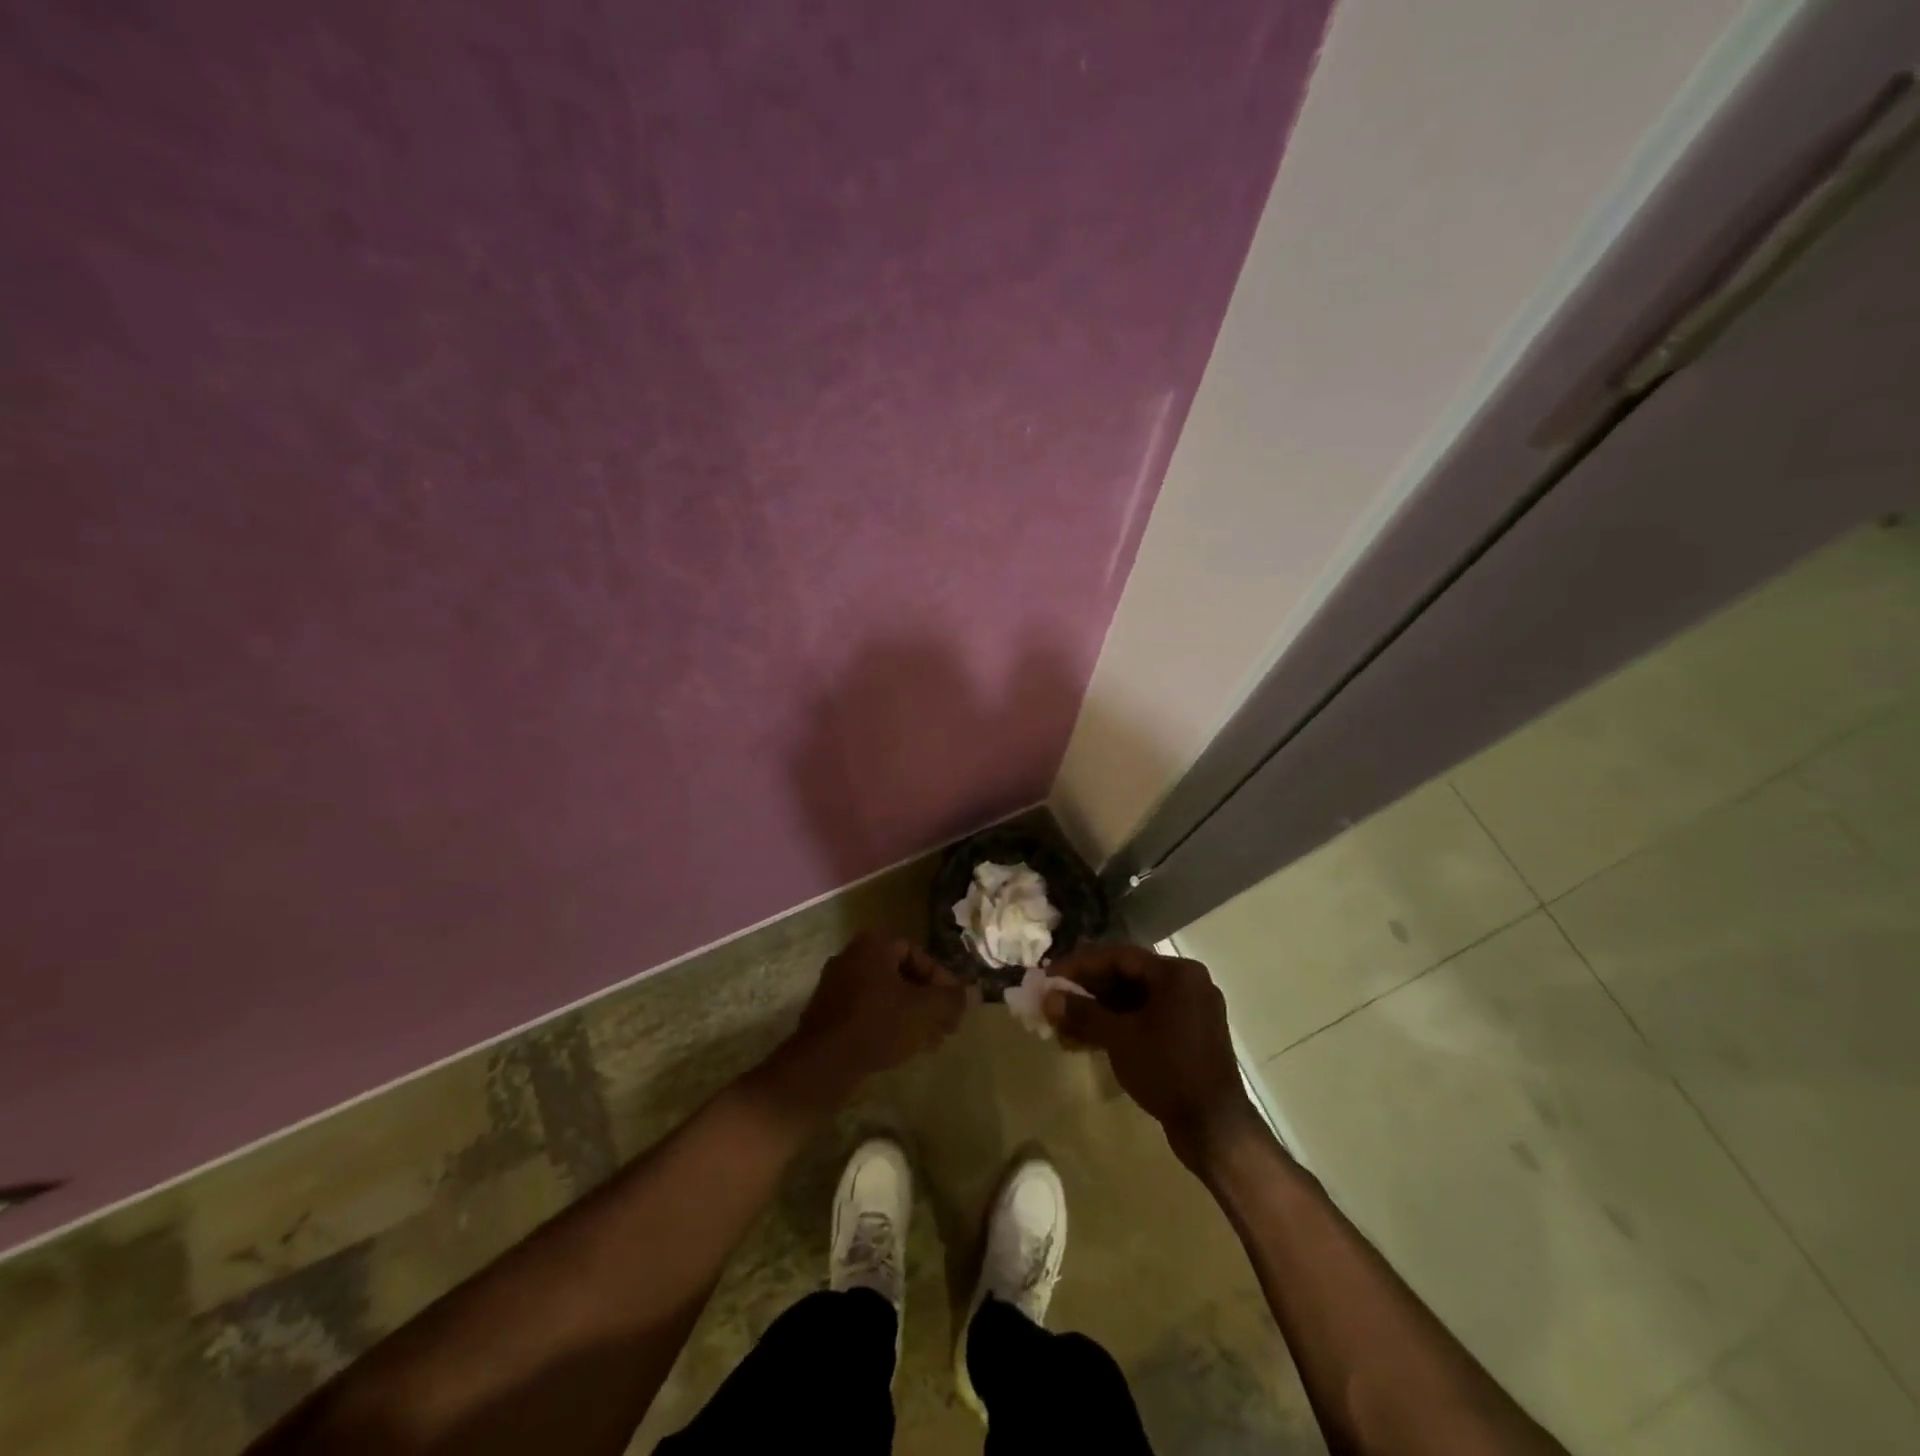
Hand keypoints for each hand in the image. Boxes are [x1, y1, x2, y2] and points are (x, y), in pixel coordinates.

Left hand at [775, 932, 967, 1104]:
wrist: (823, 1064)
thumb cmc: (878, 1024)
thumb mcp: (924, 1010)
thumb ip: (952, 999)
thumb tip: (975, 993)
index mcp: (873, 945)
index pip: (918, 954)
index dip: (942, 980)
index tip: (955, 1005)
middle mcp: (852, 956)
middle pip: (902, 975)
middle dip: (928, 1001)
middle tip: (948, 1025)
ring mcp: (836, 985)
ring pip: (886, 996)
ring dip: (912, 1015)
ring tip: (932, 1042)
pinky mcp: (828, 1013)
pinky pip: (867, 1011)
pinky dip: (889, 1024)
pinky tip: (905, 1049)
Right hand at [1046, 944, 1261, 1169]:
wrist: (1215, 1129)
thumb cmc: (1168, 1071)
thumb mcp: (1120, 1038)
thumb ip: (1082, 1013)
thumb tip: (1047, 997)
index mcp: (1176, 973)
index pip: (1118, 956)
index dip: (1079, 964)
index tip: (1049, 975)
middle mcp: (1186, 983)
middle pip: (1126, 976)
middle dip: (1086, 989)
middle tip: (1053, 999)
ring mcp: (1189, 1011)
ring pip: (1133, 1000)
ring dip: (1097, 1011)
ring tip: (1062, 1024)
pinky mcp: (1187, 1036)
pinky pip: (1145, 1019)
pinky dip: (1117, 1026)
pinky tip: (1087, 1040)